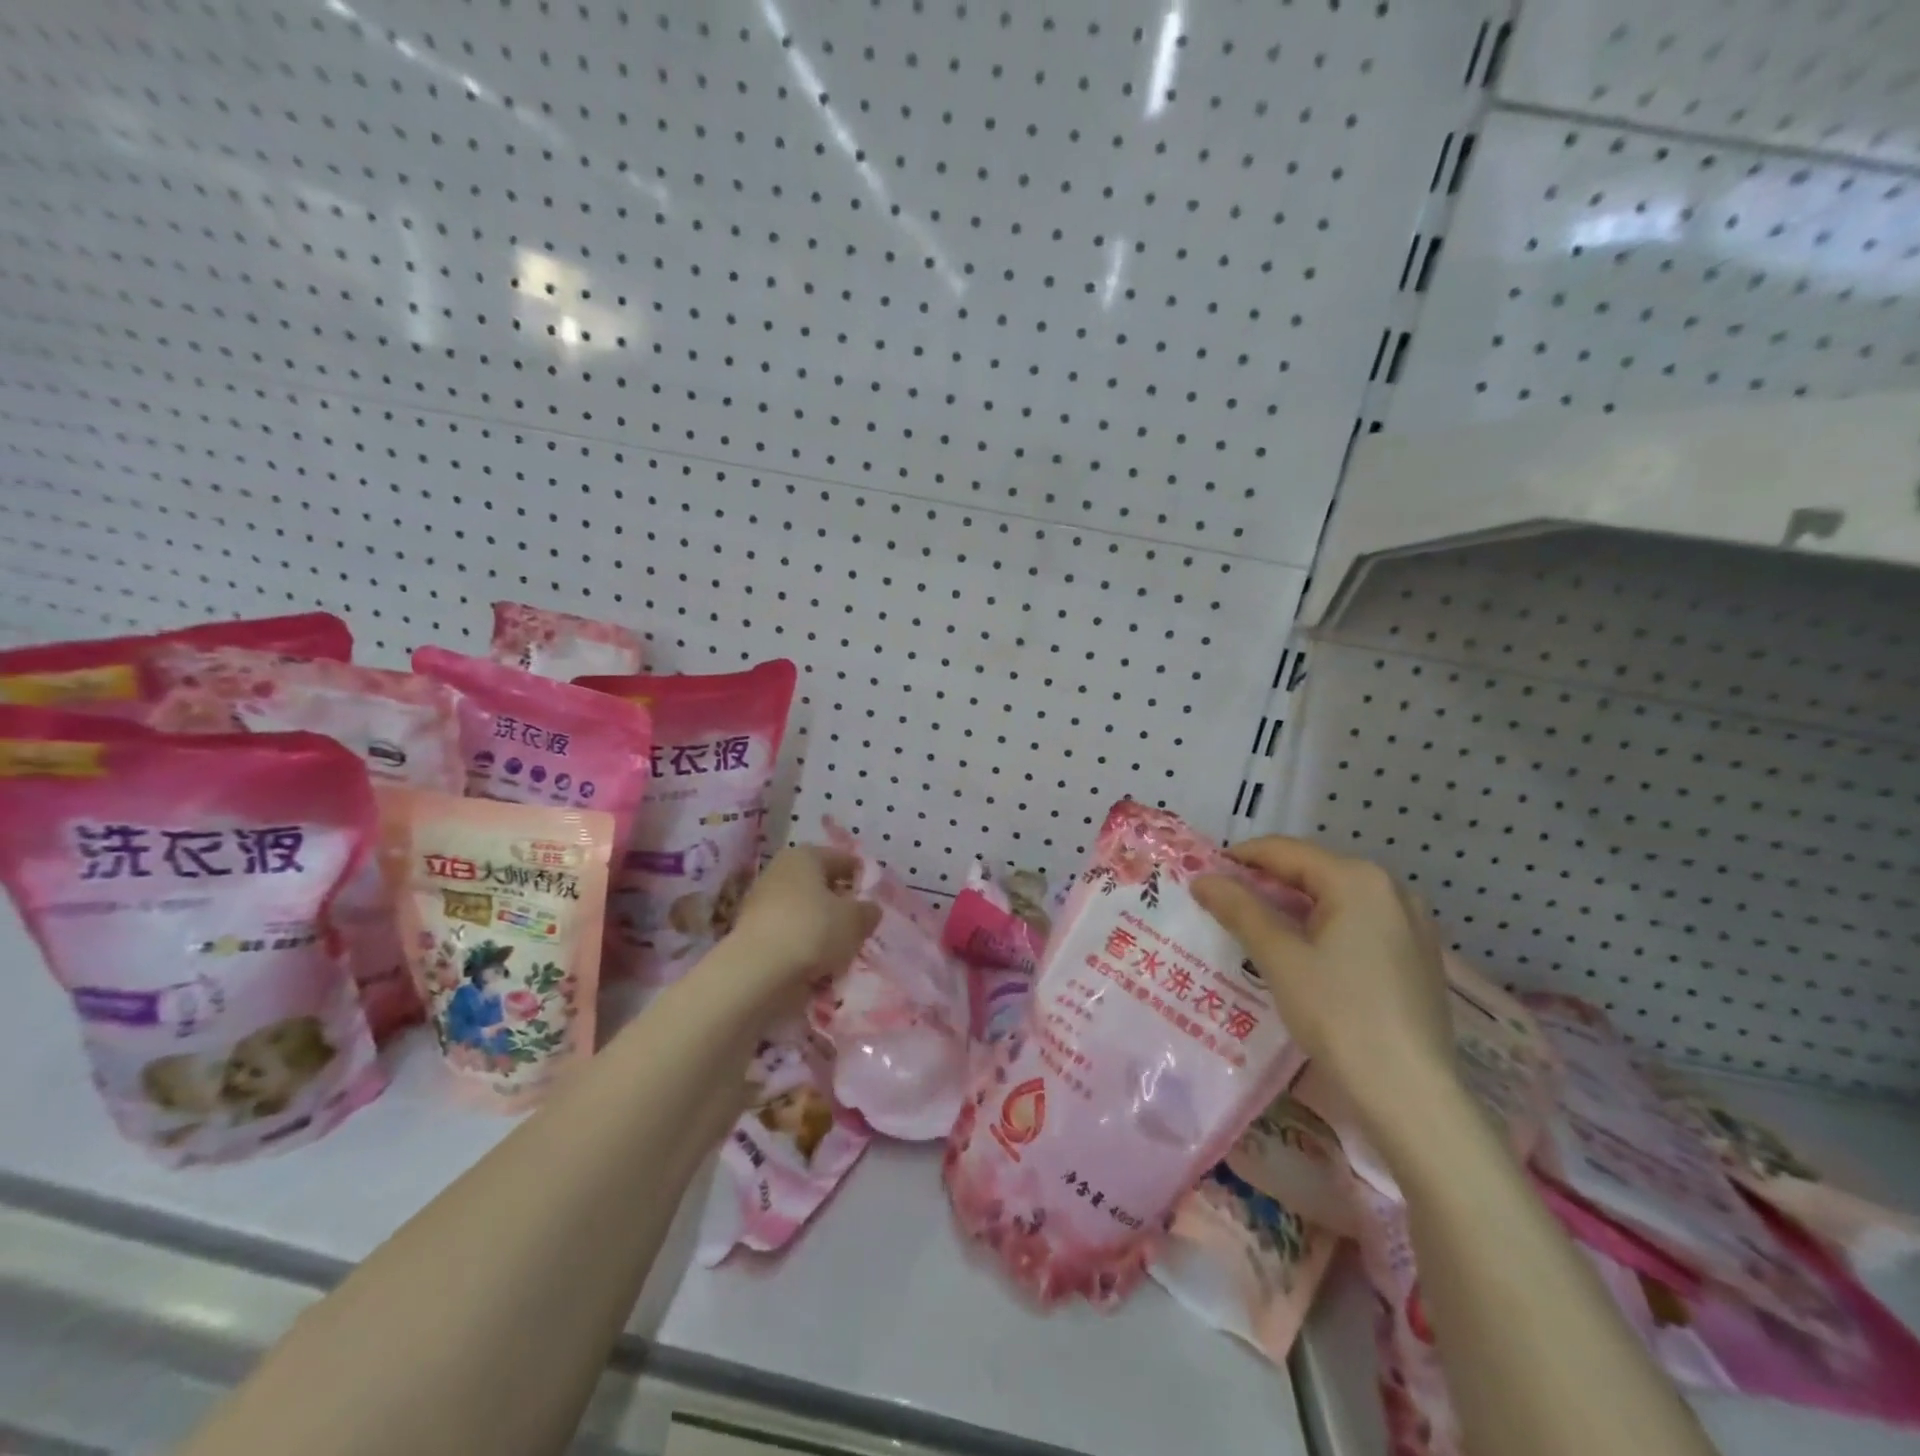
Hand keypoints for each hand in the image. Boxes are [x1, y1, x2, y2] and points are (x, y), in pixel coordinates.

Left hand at [721, 845, 879, 1014]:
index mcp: (805, 856)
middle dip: (840, 903)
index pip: (843, 859)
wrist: (756, 972)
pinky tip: (818, 963)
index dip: (862, 878)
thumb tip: (869, 909)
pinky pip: (790, 934)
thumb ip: (868, 911)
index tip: (875, 900)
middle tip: (860, 925)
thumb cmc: (813, 931)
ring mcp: (762, 901)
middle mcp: (780, 871)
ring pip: (805, 911)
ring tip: (841, 949)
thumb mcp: (855, 920)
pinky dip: (804, 945)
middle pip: (820, 885)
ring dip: (822, 927)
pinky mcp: (753, 932)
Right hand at [1193, 837, 1459, 1150]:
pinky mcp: (1418, 956)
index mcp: (1358, 880)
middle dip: (1265, 884)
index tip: (1204, 874)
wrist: (1412, 1096)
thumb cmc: (1340, 1015)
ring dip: (1292, 908)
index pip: (1285, 851)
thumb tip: (1202, 878)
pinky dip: (1323, 928)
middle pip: (1313, 871)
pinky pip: (1359, 924)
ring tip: (1254, 930)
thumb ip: (1239, 910)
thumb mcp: (1280, 958)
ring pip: (1336, 899)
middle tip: (1223, 905)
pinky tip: (1301, 955)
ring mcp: (1412, 923)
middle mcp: (1391, 889)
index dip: (1239, 858)